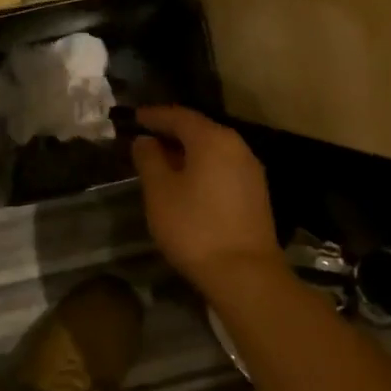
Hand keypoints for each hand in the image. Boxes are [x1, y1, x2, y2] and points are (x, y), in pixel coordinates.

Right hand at [131, 107, 286, 296]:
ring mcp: (250, 170)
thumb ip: (149, 159)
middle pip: (199, 129)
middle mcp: (236, 146)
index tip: (135, 117)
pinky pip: (223, 166)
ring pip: (212, 149)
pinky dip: (202, 166)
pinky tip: (187, 182)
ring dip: (187, 151)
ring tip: (162, 161)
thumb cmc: (194, 227)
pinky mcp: (256, 193)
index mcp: (212, 139)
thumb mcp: (159, 191)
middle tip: (146, 138)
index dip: (154, 115)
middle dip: (171, 132)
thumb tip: (145, 141)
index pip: (179, 116)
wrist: (245, 274)